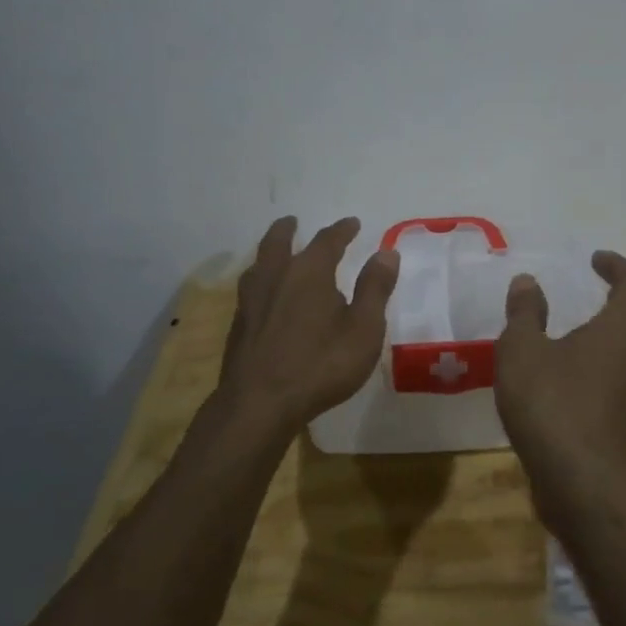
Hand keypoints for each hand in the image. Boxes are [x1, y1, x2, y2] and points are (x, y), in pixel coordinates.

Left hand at [217, 216, 399, 431]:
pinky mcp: (239, 325)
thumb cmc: (320, 364)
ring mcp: (251, 300)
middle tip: (293, 221)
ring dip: (270, 252)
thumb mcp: (363, 329)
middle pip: (278, 242)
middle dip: (288, 230)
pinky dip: (261, 280)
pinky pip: (250, 289)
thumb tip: (386, 253)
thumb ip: (375, 288)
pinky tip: (265, 296)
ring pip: (259, 264)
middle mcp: (276, 276)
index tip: (352, 223)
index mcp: (309, 271)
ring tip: (275, 253)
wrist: (259, 404)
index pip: (327, 240)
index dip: (342, 230)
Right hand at [494, 251, 625, 468]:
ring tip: (615, 328)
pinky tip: (602, 369)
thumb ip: (525, 313)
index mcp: (625, 327)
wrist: (579, 478)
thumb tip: (526, 282)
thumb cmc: (550, 403)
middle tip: (615, 293)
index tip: (596, 261)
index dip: (620, 267)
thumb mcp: (521, 350)